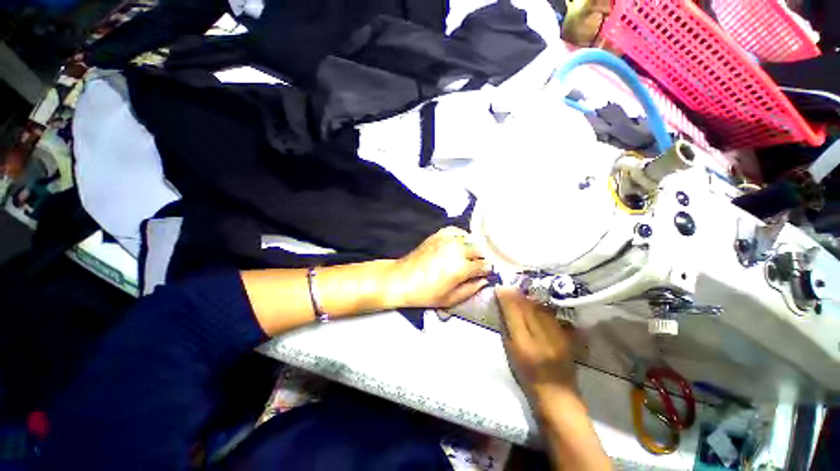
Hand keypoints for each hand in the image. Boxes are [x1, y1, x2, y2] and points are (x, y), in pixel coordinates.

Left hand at [387, 227, 490, 307]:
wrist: (401, 279)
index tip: (486, 273)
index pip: (485, 264)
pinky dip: (462, 236)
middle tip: (479, 265)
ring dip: (475, 246)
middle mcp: (456, 250)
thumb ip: (471, 290)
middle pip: (481, 249)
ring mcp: (447, 240)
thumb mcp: (450, 299)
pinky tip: (461, 243)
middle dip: (483, 257)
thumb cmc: (424, 293)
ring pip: (471, 238)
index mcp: (461, 267)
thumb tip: (483, 281)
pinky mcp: (438, 235)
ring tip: (471, 255)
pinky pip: (457, 231)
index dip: (487, 270)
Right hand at [496, 287, 577, 403]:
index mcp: (524, 343)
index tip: (499, 286)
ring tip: (521, 295)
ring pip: (541, 307)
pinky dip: (541, 306)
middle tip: (508, 287)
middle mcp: (542, 336)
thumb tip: (502, 303)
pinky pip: (551, 313)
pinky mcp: (567, 335)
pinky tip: (536, 306)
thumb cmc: (526, 375)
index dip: (506, 296)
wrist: (556, 393)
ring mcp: (558, 334)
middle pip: (528, 306)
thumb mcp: (510, 351)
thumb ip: (507, 326)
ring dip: (529, 298)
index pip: (514, 311)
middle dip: (517, 293)